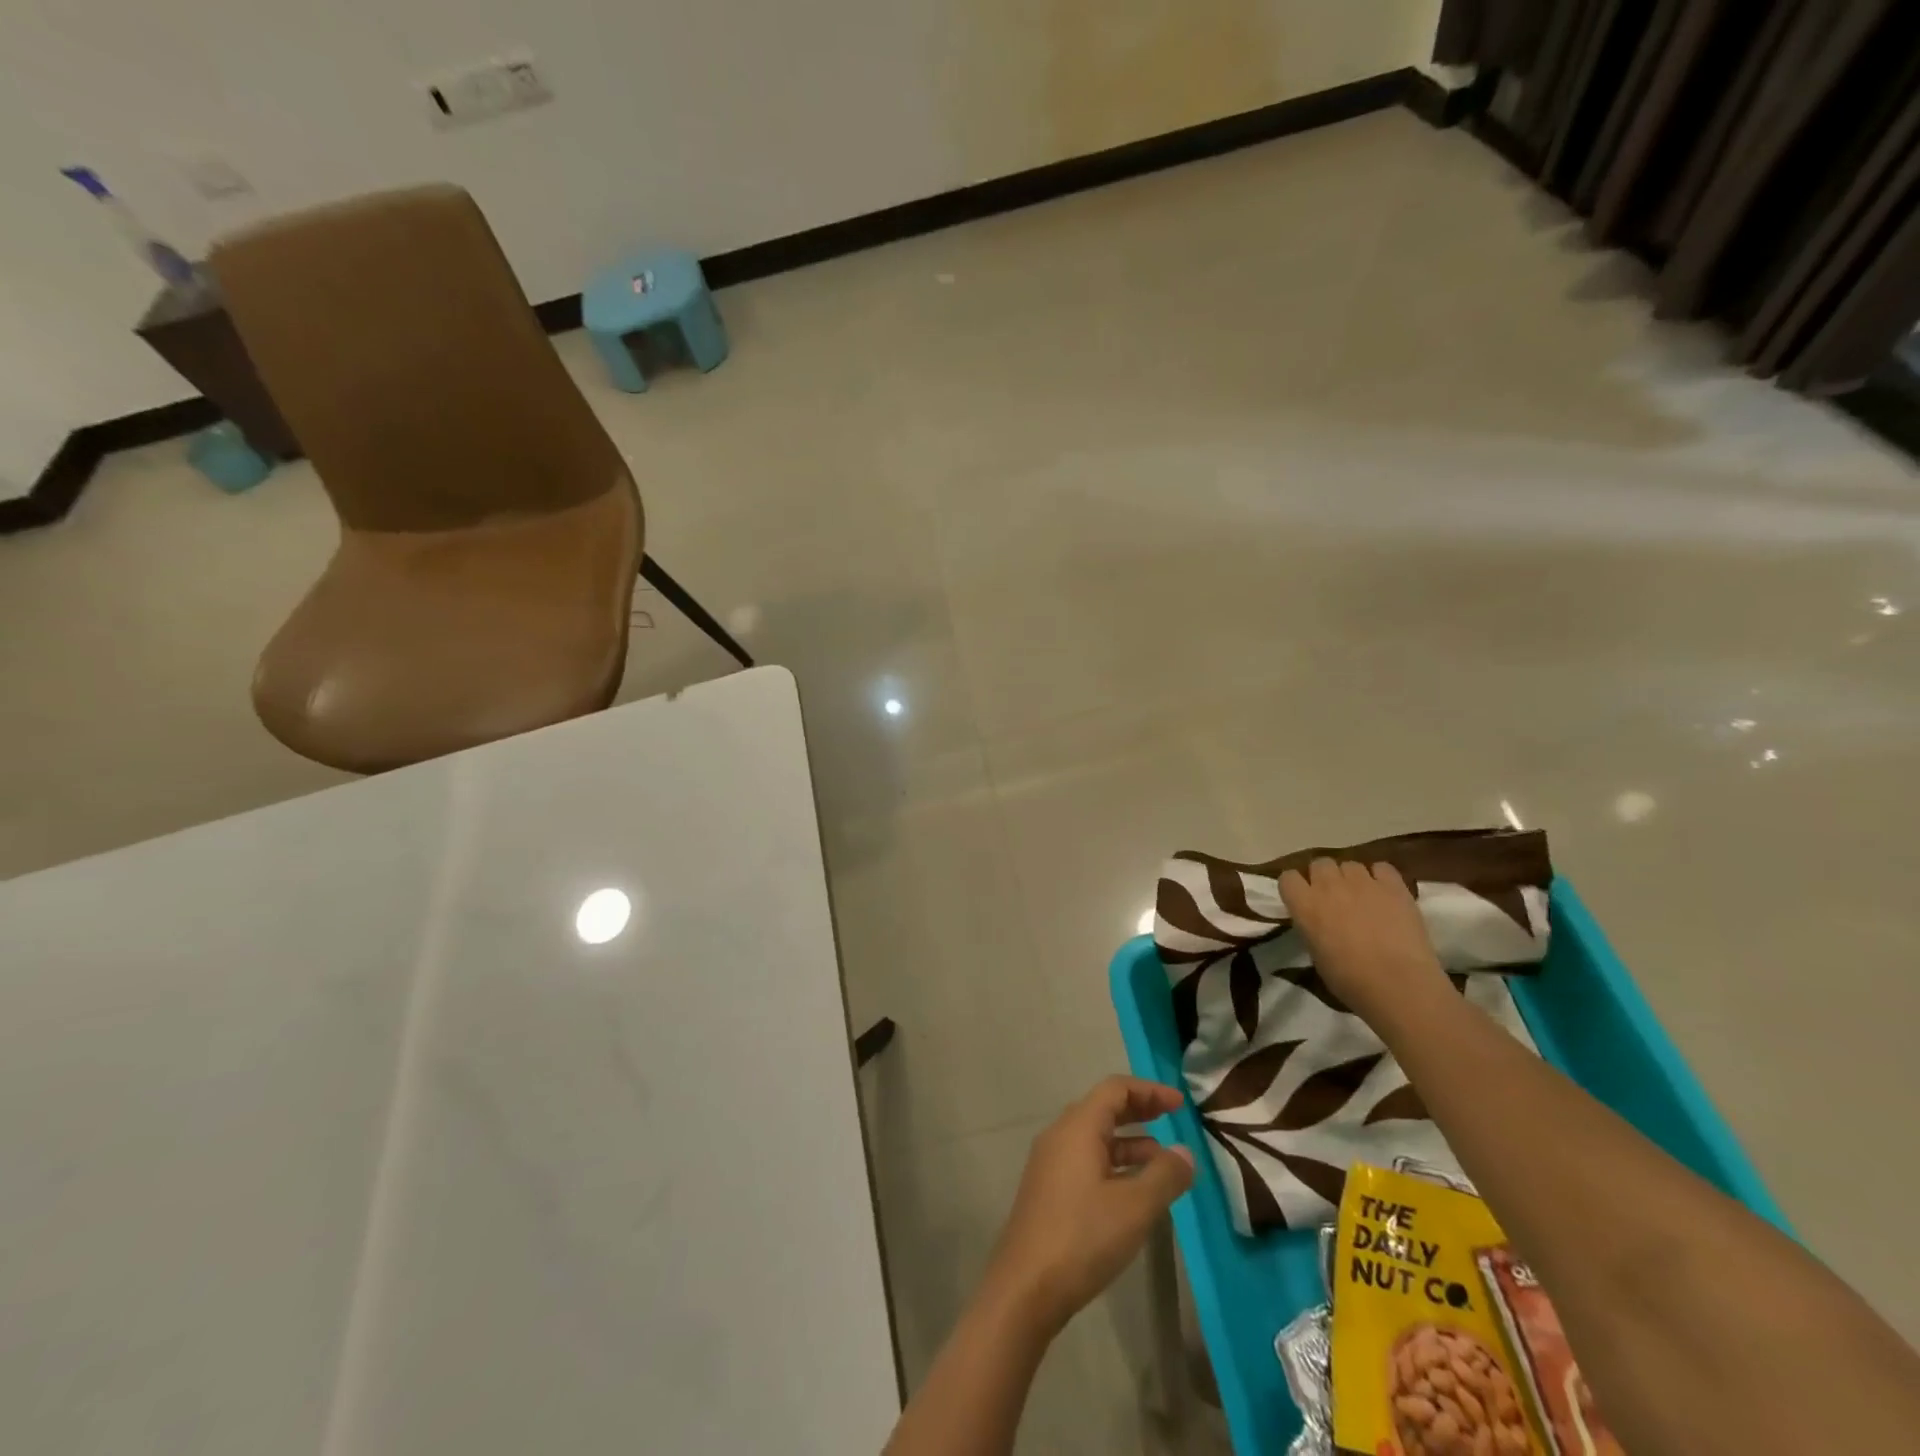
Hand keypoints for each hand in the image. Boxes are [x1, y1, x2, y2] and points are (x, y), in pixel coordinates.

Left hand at [983, 1077, 1194, 1336]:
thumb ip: (1164, 1175)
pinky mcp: (1048, 1188)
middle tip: (1173, 1120)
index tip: (1180, 1104)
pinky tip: (1133, 1190)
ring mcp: (1050, 1162)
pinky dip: (1113, 1162)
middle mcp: (1060, 1135)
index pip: (1115, 1089)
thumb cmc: (1083, 1237)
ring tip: (1163, 1161)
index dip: (1149, 1091)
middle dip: (1139, 1110)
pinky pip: (1086, 1159)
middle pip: (1103, 1108)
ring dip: (1129, 1141)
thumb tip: (1184, 1151)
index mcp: (1078, 1127)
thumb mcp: (1134, 1208)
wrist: (1026, 1286)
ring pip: (1095, 1136)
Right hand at [1279, 858, 1449, 1019]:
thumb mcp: (1315, 954)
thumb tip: (1319, 922)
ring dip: (1352, 878)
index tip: (1303, 900)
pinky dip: (1381, 877)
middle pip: (1320, 864)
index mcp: (1304, 905)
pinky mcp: (1393, 886)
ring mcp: (1362, 882)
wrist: (1398, 985)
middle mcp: (1328, 885)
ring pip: (1350, 864)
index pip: (1288, 877)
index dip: (1296, 887)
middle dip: (1324, 877)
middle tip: (1334, 898)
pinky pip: (1382, 868)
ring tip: (1363, 897)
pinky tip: (1385, 894)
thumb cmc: (1349, 980)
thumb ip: (1312, 927)